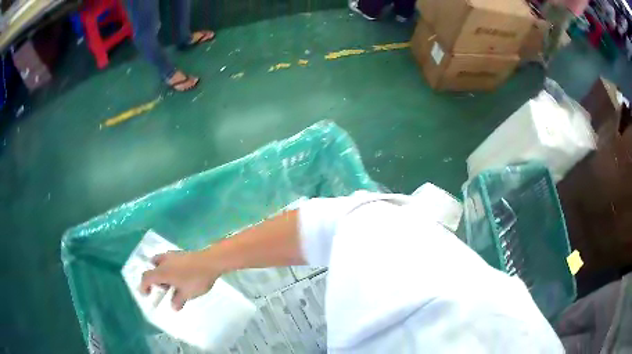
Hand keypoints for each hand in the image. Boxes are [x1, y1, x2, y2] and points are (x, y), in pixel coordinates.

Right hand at [140, 250, 220, 310]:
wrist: (210, 261)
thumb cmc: (196, 279)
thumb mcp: (186, 294)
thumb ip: (178, 300)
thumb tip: (173, 306)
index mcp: (161, 271)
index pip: (146, 277)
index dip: (144, 286)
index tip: (145, 294)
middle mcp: (164, 261)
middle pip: (152, 268)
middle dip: (154, 278)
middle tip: (162, 288)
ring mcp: (172, 255)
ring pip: (161, 262)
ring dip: (162, 272)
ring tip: (172, 284)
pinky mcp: (181, 253)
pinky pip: (169, 261)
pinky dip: (170, 268)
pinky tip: (180, 276)